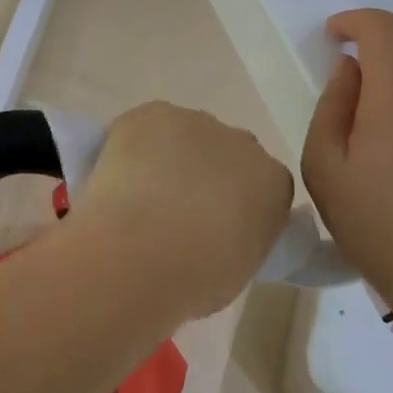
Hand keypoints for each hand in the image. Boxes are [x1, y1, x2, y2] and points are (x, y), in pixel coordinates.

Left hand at [70, 101, 293, 319]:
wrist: (140, 252)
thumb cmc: (194, 279)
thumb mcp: (237, 270)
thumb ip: (239, 238)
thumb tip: (218, 233)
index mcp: (274, 184)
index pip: (263, 185)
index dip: (235, 201)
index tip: (214, 225)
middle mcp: (244, 143)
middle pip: (228, 152)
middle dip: (208, 172)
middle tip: (177, 209)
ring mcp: (198, 122)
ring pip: (186, 135)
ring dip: (170, 156)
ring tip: (140, 195)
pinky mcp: (154, 113)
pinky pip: (147, 126)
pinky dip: (133, 144)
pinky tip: (118, 174)